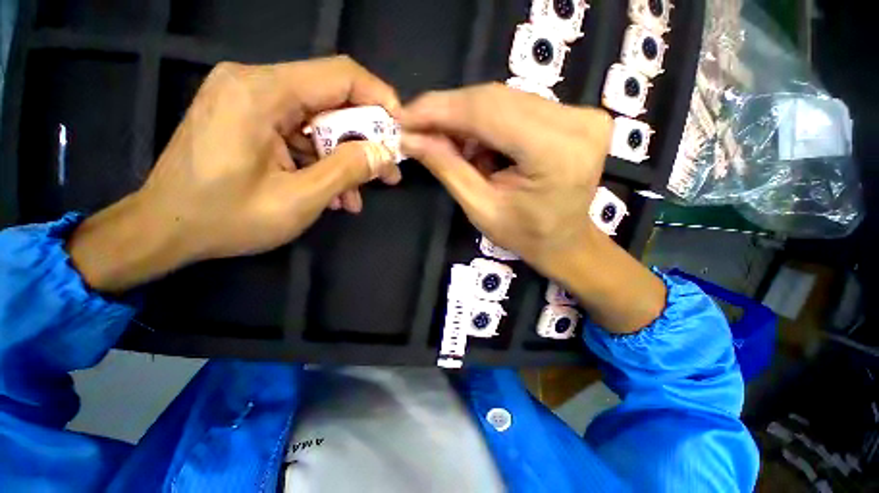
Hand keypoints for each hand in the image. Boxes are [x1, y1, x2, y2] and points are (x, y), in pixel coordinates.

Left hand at [69, 56, 400, 292]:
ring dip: (344, 158)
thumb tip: (385, 154)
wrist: (165, 230)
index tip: (401, 131)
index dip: (380, 99)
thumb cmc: (226, 218)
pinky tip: (332, 193)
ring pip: (318, 122)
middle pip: (331, 100)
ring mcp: (249, 100)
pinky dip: (321, 162)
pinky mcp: (248, 119)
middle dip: (365, 139)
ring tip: (357, 195)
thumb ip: (347, 170)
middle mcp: (254, 83)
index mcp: (262, 93)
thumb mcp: (299, 200)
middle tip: (387, 172)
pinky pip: (298, 134)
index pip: (341, 76)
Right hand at [401, 83, 609, 269]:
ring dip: (466, 117)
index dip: (440, 109)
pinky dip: (488, 120)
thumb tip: (410, 137)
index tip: (405, 116)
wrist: (565, 240)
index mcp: (555, 153)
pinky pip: (518, 106)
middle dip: (449, 112)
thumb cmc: (525, 235)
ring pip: (505, 99)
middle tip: (418, 127)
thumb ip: (448, 168)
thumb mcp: (481, 209)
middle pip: (496, 99)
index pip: (487, 112)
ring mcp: (581, 114)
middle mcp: (576, 123)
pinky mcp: (577, 114)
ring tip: (445, 140)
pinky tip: (474, 142)